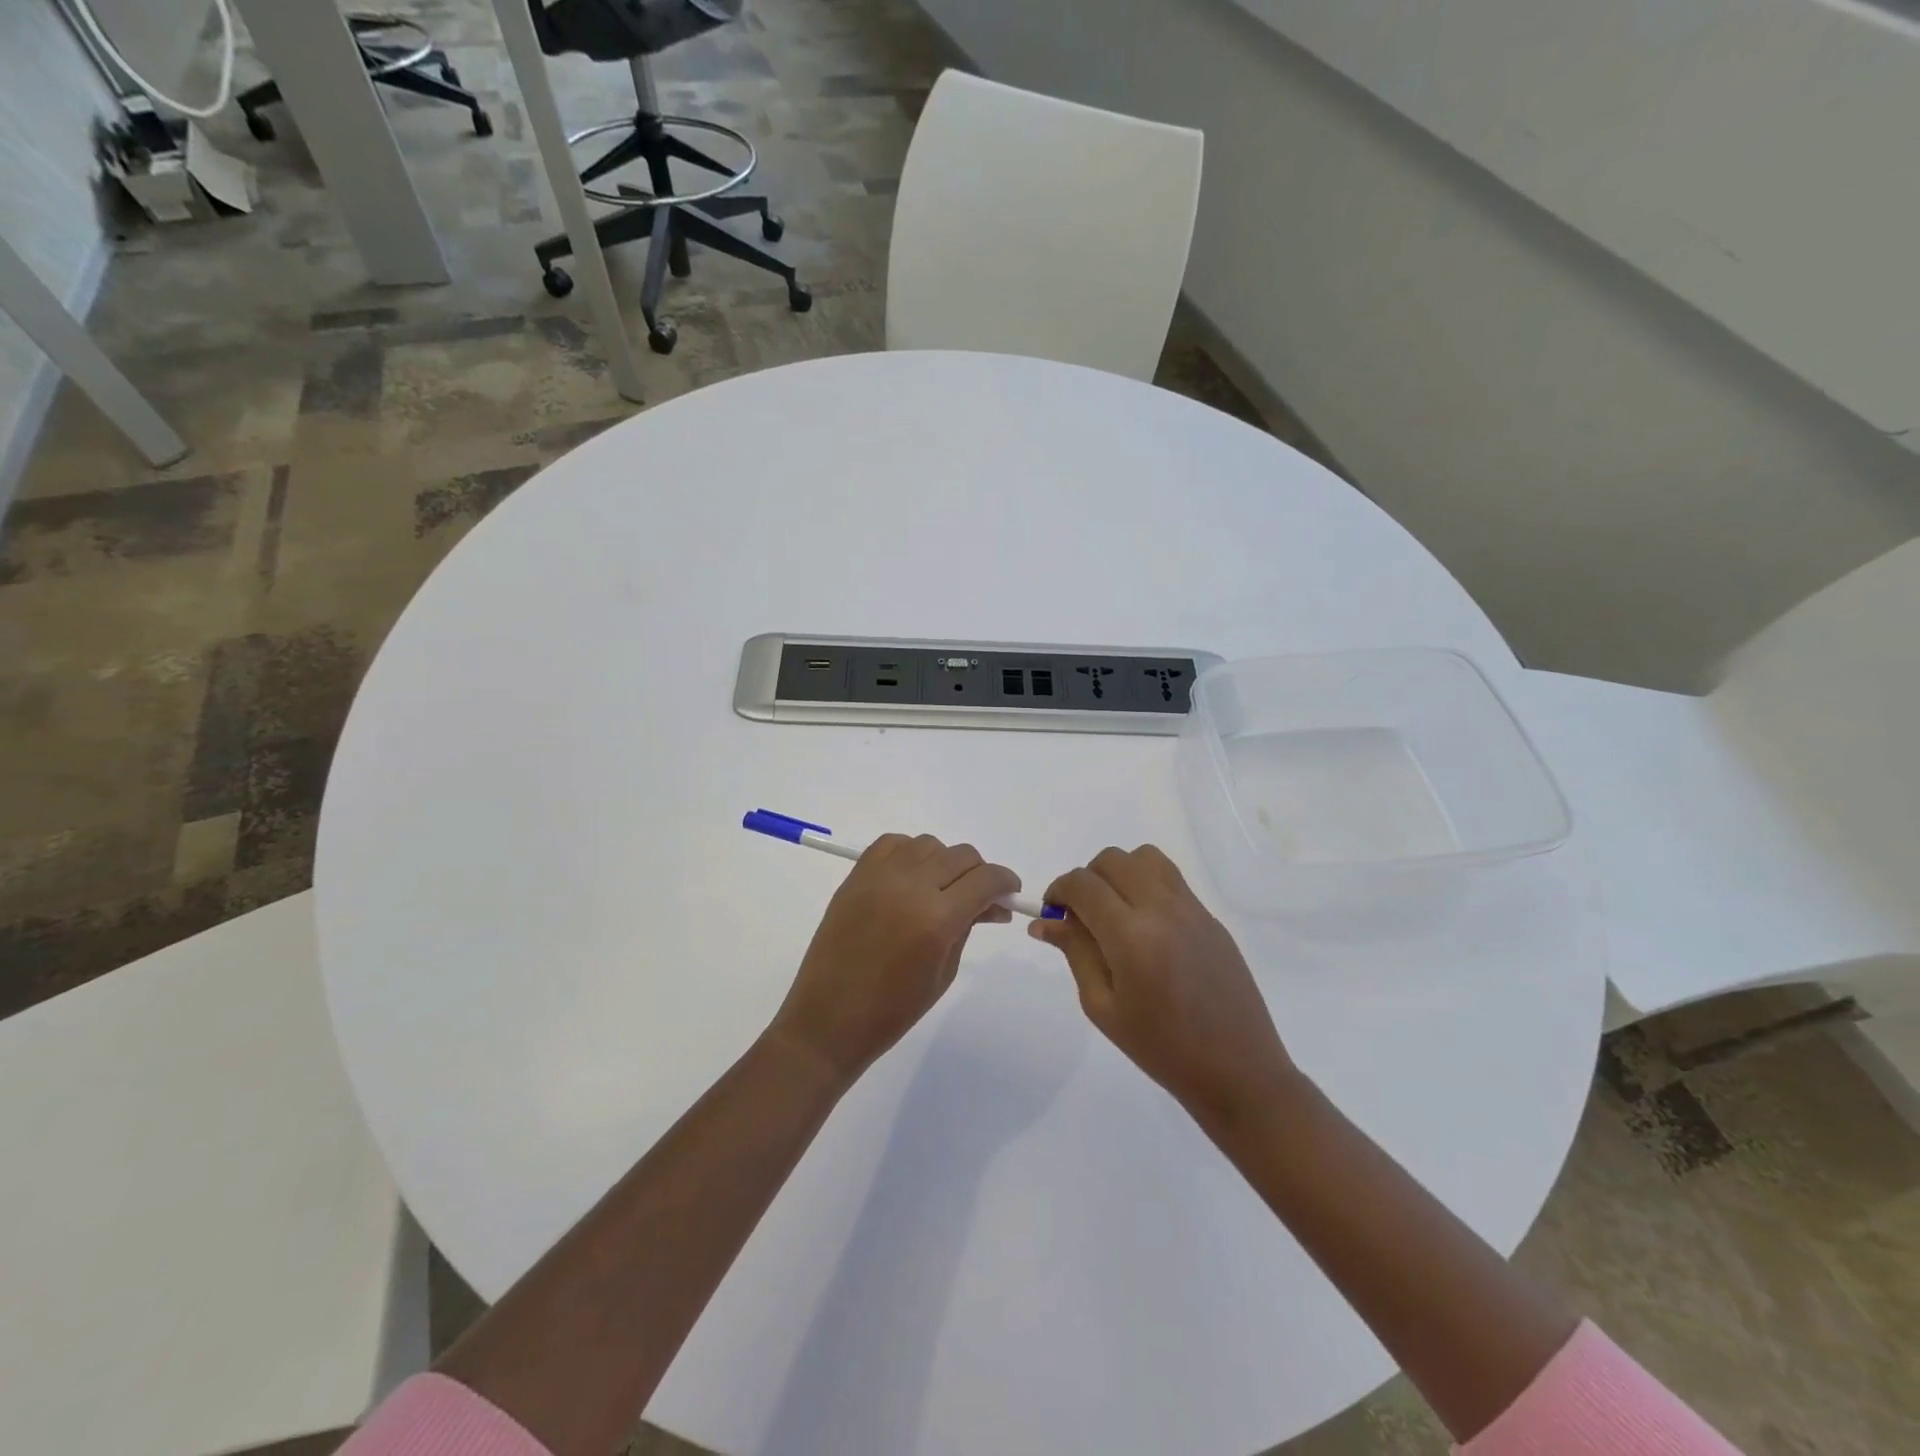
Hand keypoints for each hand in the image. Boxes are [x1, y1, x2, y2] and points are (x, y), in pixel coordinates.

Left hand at [769, 834, 1020, 1084]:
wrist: (829, 1019)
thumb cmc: (893, 1010)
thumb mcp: (944, 972)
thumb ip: (968, 928)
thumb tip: (992, 905)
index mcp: (937, 919)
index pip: (986, 879)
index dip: (1005, 882)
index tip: (1010, 893)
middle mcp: (910, 887)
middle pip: (961, 856)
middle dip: (978, 873)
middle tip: (978, 898)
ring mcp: (879, 877)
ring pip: (928, 844)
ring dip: (944, 861)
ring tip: (941, 889)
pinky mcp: (856, 876)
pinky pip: (892, 844)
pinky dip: (909, 853)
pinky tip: (911, 878)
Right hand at [1031, 846, 1297, 1130]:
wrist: (1238, 1071)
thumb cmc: (1161, 1049)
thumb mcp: (1103, 1007)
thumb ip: (1075, 953)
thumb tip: (1044, 921)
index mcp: (1131, 937)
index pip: (1083, 884)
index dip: (1058, 890)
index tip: (1053, 912)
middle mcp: (1162, 909)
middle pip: (1112, 860)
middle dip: (1087, 879)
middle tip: (1082, 916)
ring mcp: (1192, 909)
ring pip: (1145, 857)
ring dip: (1119, 873)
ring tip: (1115, 912)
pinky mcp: (1210, 917)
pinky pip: (1170, 878)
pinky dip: (1146, 884)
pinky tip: (1145, 927)